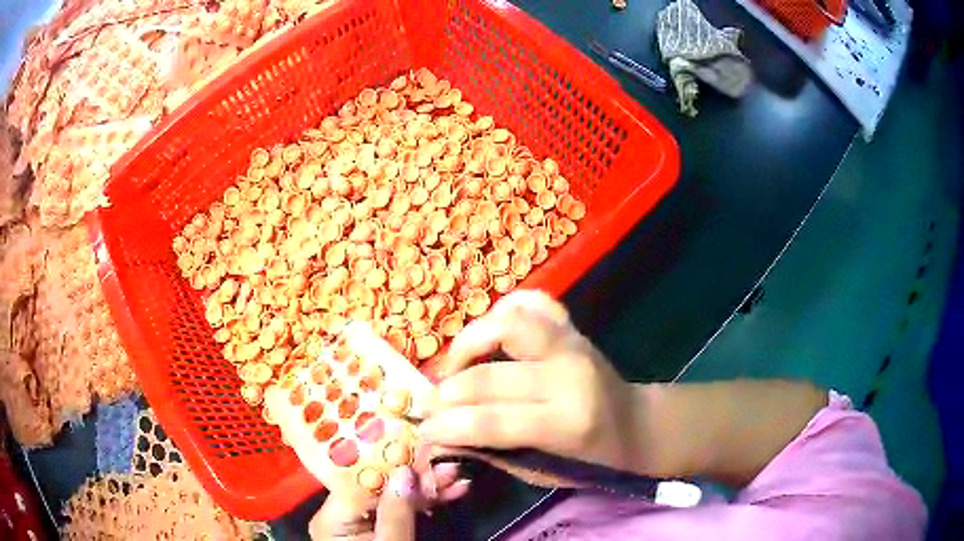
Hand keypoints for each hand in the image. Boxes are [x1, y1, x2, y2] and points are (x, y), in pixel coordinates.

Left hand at [309, 464, 469, 539]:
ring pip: (393, 496)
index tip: (420, 449)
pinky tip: (449, 493)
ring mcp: (360, 521)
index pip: (358, 480)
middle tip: (446, 464)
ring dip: (426, 487)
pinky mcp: (377, 528)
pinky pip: (399, 510)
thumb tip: (403, 471)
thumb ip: (395, 513)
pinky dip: (424, 503)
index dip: (390, 463)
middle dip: (415, 475)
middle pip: (378, 485)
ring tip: (455, 476)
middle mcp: (341, 514)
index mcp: (332, 518)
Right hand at [419, 290, 647, 473]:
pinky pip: (531, 302)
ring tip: (456, 368)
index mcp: (567, 423)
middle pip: (489, 377)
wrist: (636, 424)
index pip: (491, 422)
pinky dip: (503, 311)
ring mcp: (572, 344)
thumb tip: (439, 440)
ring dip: (468, 344)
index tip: (422, 430)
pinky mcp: (573, 327)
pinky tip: (490, 334)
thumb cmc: (592, 459)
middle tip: (430, 405)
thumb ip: (491, 453)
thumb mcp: (543, 471)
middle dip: (446, 393)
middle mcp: (569, 376)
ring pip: (506, 324)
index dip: (447, 426)